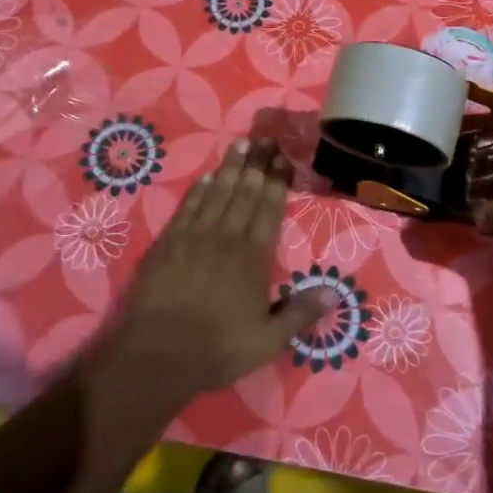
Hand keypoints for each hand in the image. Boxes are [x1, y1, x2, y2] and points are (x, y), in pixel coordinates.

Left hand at [104, 138, 332, 405]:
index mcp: (254, 256)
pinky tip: (207, 176)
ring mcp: (195, 236)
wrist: (157, 353)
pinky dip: (200, 189)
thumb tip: (335, 293)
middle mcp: (227, 237)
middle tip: (265, 139)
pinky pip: (189, 207)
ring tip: (240, 145)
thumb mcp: (268, 340)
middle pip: (245, 192)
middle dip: (257, 165)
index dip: (278, 182)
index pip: (269, 209)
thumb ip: (300, 314)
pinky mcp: (168, 242)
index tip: (284, 158)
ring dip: (231, 168)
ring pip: (218, 193)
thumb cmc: (218, 348)